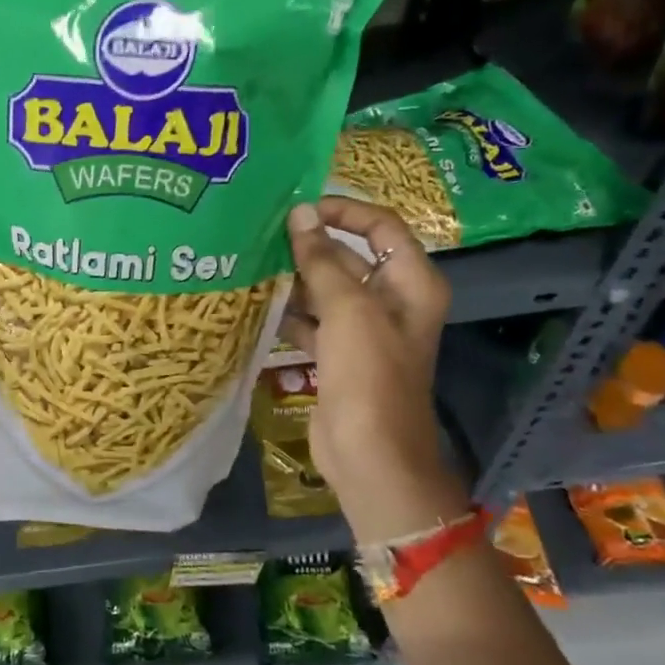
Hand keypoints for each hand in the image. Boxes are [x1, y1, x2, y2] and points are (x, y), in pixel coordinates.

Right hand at [279, 198, 452, 528]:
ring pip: (326, 291)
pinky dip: (289, 313)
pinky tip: (257, 304)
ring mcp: (363, 332)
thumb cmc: (369, 375)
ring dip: (295, 279)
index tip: (299, 209)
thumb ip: (323, 260)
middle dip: (310, 246)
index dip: (344, 211)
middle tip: (263, 234)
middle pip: (350, 258)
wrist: (370, 454)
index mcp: (411, 283)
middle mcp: (391, 302)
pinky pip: (312, 322)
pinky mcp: (338, 357)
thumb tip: (300, 214)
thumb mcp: (348, 310)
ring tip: (253, 264)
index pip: (381, 227)